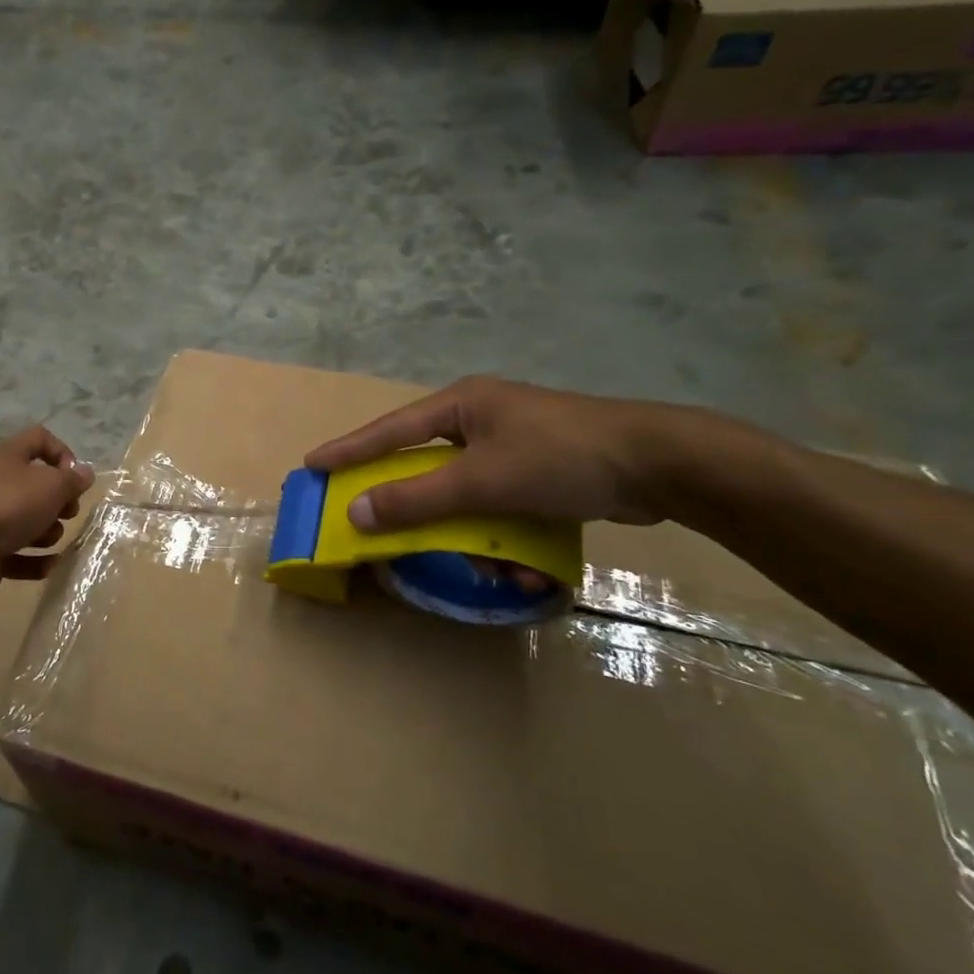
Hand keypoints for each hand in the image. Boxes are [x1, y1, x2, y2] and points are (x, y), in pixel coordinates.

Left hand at [0, 426, 94, 598]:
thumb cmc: (10, 504)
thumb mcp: (51, 485)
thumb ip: (73, 480)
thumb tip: (85, 474)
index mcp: (11, 458)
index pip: (40, 439)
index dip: (62, 453)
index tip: (74, 477)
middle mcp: (1, 484)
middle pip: (39, 487)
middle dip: (60, 502)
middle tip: (67, 512)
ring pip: (31, 524)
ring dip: (48, 534)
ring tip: (46, 538)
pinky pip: (21, 556)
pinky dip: (36, 562)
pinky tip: (48, 565)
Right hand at [305, 377, 690, 530]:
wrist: (661, 465)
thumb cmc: (559, 458)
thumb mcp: (481, 480)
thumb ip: (416, 498)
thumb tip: (356, 512)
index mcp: (462, 406)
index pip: (390, 429)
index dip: (349, 450)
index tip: (312, 464)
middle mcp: (482, 419)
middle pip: (428, 466)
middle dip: (421, 508)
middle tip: (388, 529)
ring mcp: (513, 444)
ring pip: (468, 494)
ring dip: (473, 535)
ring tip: (492, 567)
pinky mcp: (541, 471)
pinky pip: (501, 506)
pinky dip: (506, 536)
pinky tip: (526, 565)